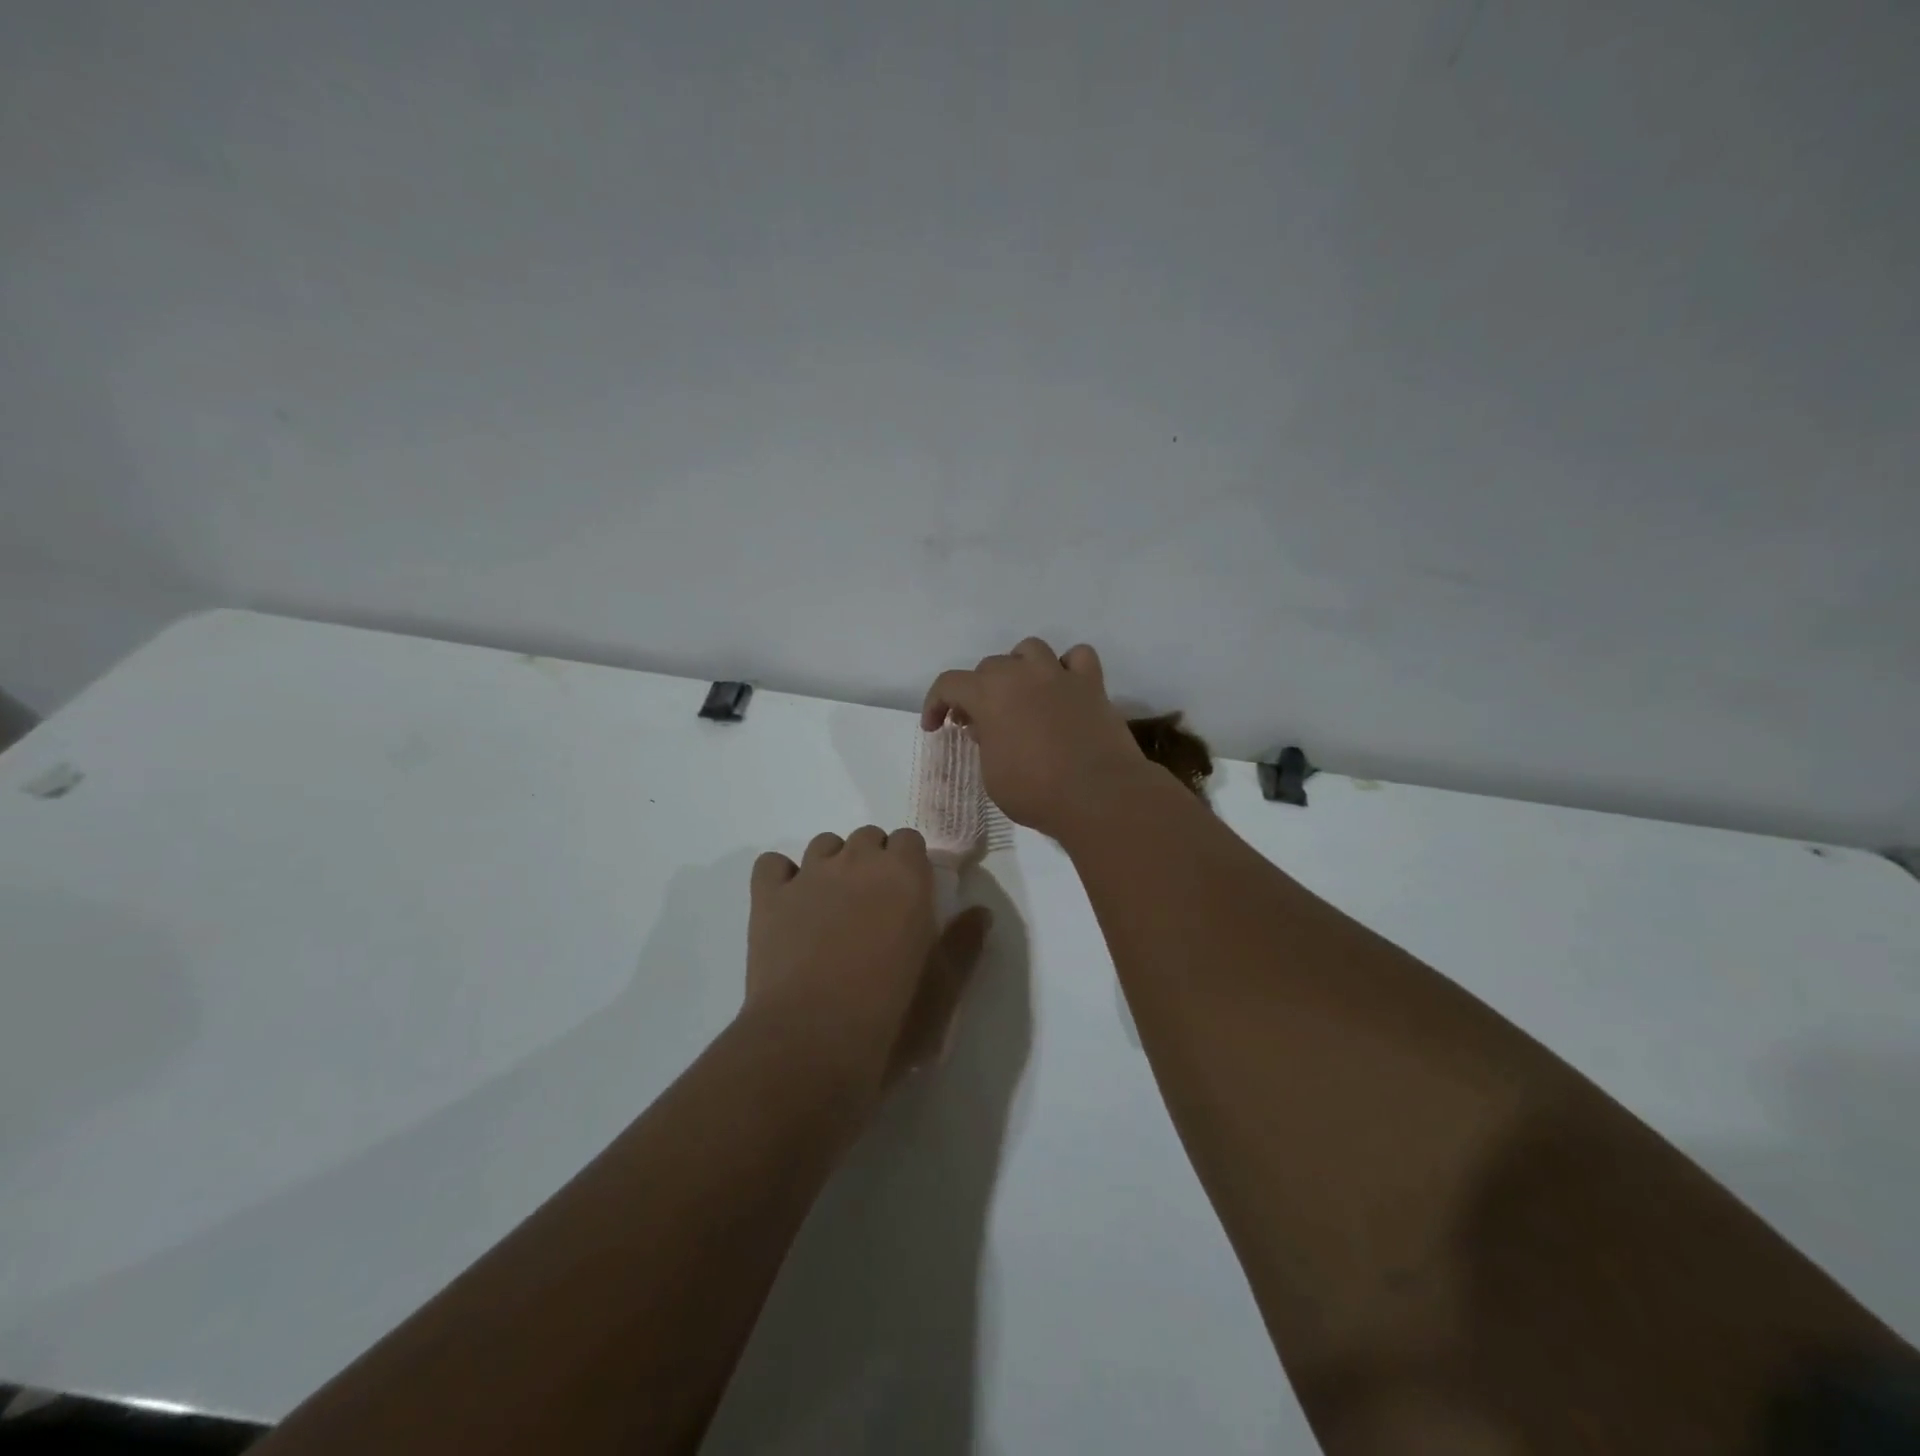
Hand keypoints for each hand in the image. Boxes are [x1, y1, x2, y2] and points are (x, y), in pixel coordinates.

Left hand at [745, 826, 991, 1099]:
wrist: (812, 1044)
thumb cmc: (891, 1017)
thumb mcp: (944, 988)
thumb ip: (965, 944)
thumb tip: (981, 912)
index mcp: (904, 875)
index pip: (909, 839)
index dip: (910, 864)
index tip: (910, 895)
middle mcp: (856, 862)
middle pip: (867, 837)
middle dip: (873, 861)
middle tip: (874, 905)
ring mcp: (808, 876)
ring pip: (823, 844)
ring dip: (832, 864)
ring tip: (832, 906)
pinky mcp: (768, 898)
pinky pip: (772, 864)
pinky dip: (781, 877)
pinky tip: (789, 904)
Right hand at [922, 638, 1153, 837]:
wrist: (1098, 795)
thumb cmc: (1035, 792)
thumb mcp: (992, 774)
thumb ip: (985, 743)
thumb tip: (988, 728)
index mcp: (989, 694)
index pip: (949, 684)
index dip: (935, 704)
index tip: (935, 727)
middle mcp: (1022, 674)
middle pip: (990, 666)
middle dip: (978, 691)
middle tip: (979, 722)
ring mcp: (1059, 675)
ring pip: (1031, 649)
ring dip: (1019, 667)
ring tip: (1021, 695)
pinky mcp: (1092, 685)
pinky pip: (1078, 657)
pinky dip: (1067, 668)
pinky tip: (1064, 688)